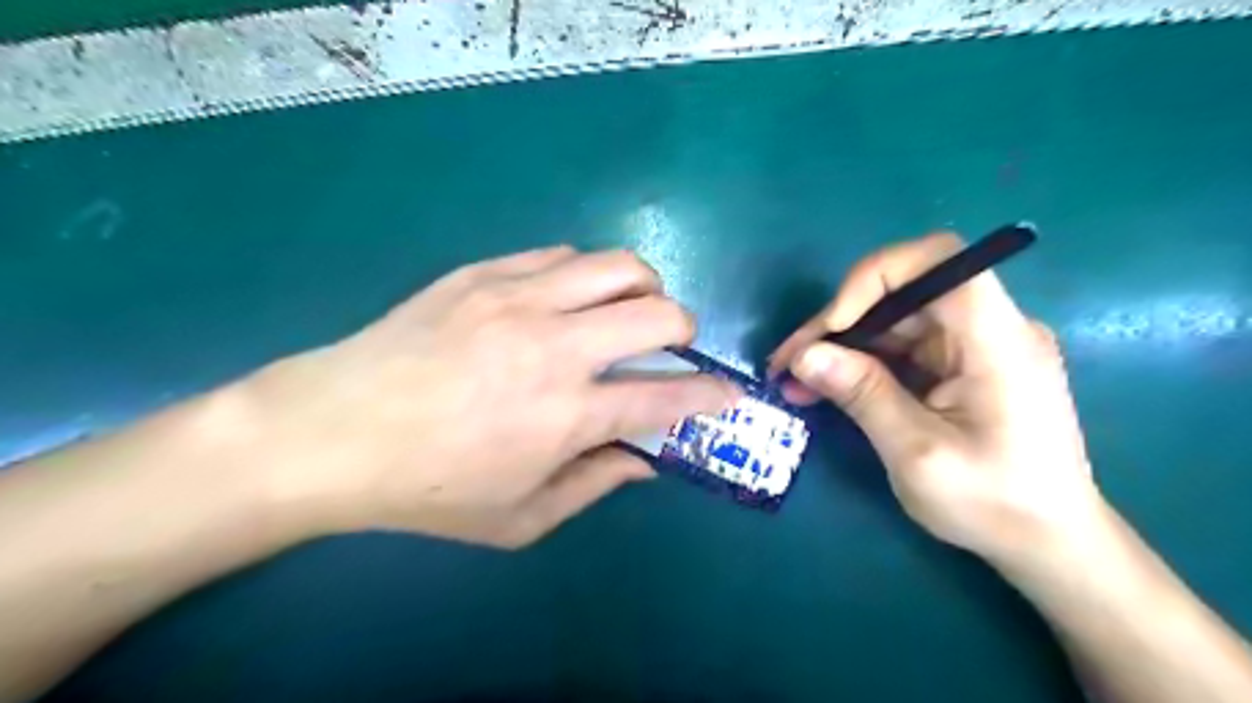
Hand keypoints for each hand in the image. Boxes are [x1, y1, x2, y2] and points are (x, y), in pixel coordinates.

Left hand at [239, 249, 736, 547]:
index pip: (665, 397)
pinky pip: (561, 255)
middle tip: (672, 345)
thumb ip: (593, 485)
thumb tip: (644, 460)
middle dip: (685, 328)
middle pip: (657, 313)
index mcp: (566, 414)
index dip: (708, 395)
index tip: (727, 393)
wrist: (331, 430)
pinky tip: (568, 299)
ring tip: (628, 310)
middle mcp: (554, 347)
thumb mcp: (519, 518)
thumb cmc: (428, 487)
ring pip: (617, 266)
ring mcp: (518, 299)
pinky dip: (584, 276)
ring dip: (642, 288)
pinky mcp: (485, 273)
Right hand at [770, 234, 1097, 567]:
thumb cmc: (994, 504)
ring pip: (894, 321)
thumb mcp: (917, 453)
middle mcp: (989, 329)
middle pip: (904, 293)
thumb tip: (804, 356)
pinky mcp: (961, 367)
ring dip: (841, 346)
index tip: (833, 325)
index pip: (940, 261)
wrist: (1049, 544)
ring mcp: (974, 347)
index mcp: (997, 341)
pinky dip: (860, 364)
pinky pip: (902, 348)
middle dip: (840, 322)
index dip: (876, 276)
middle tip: (789, 361)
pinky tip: (823, 387)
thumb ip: (862, 395)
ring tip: (794, 379)